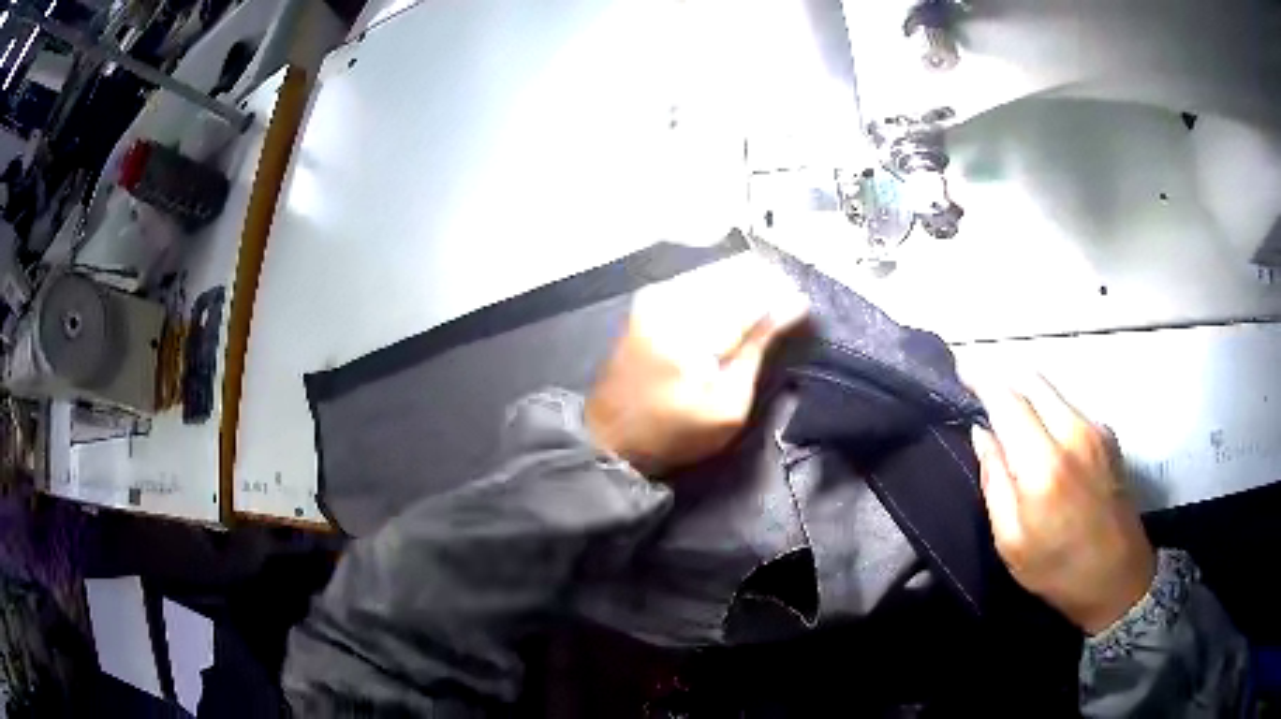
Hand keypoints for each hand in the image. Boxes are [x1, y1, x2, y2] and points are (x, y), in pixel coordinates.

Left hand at [586, 256, 807, 476]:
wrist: (611, 437)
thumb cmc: (673, 432)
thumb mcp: (727, 406)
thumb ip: (757, 349)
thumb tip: (792, 307)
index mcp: (690, 326)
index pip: (752, 291)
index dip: (784, 296)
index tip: (804, 309)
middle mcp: (670, 297)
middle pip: (735, 273)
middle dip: (767, 288)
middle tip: (787, 313)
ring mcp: (656, 294)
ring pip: (719, 273)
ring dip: (747, 289)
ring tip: (765, 314)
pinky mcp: (650, 300)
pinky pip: (700, 282)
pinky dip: (724, 293)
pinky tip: (736, 314)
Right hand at [967, 374, 1155, 633]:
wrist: (1118, 578)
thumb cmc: (1057, 570)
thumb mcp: (1011, 541)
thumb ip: (994, 482)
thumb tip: (982, 434)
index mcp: (1044, 465)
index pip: (1007, 400)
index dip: (981, 380)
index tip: (962, 370)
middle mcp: (1073, 433)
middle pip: (1033, 381)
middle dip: (1005, 380)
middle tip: (983, 394)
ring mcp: (1096, 429)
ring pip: (1053, 391)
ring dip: (1028, 395)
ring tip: (1011, 417)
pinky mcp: (1109, 434)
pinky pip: (1070, 407)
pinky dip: (1049, 410)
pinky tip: (1044, 437)